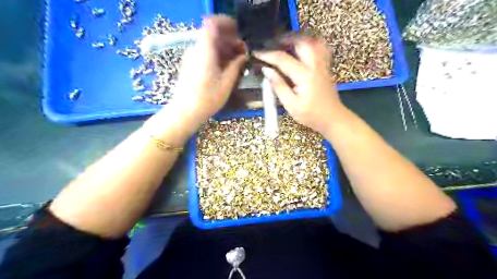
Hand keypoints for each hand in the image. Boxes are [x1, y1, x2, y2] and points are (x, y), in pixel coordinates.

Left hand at [164, 16, 246, 129]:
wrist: (185, 112)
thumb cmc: (207, 98)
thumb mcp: (226, 82)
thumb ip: (236, 65)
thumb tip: (244, 55)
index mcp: (205, 50)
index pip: (213, 24)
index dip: (227, 24)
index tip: (240, 33)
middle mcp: (196, 49)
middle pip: (213, 35)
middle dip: (230, 40)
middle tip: (244, 51)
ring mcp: (192, 57)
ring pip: (210, 45)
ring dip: (225, 49)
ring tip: (239, 60)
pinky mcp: (191, 65)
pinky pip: (205, 54)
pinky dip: (217, 56)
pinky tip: (227, 67)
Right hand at [253, 37, 344, 134]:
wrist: (332, 118)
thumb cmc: (311, 115)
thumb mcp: (291, 105)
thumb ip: (279, 86)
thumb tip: (267, 70)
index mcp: (305, 76)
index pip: (283, 59)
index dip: (268, 54)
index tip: (256, 53)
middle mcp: (315, 65)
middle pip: (300, 42)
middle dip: (284, 39)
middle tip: (271, 44)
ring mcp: (323, 64)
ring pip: (312, 41)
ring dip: (297, 38)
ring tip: (285, 42)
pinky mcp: (326, 66)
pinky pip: (320, 47)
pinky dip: (309, 42)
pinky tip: (301, 48)